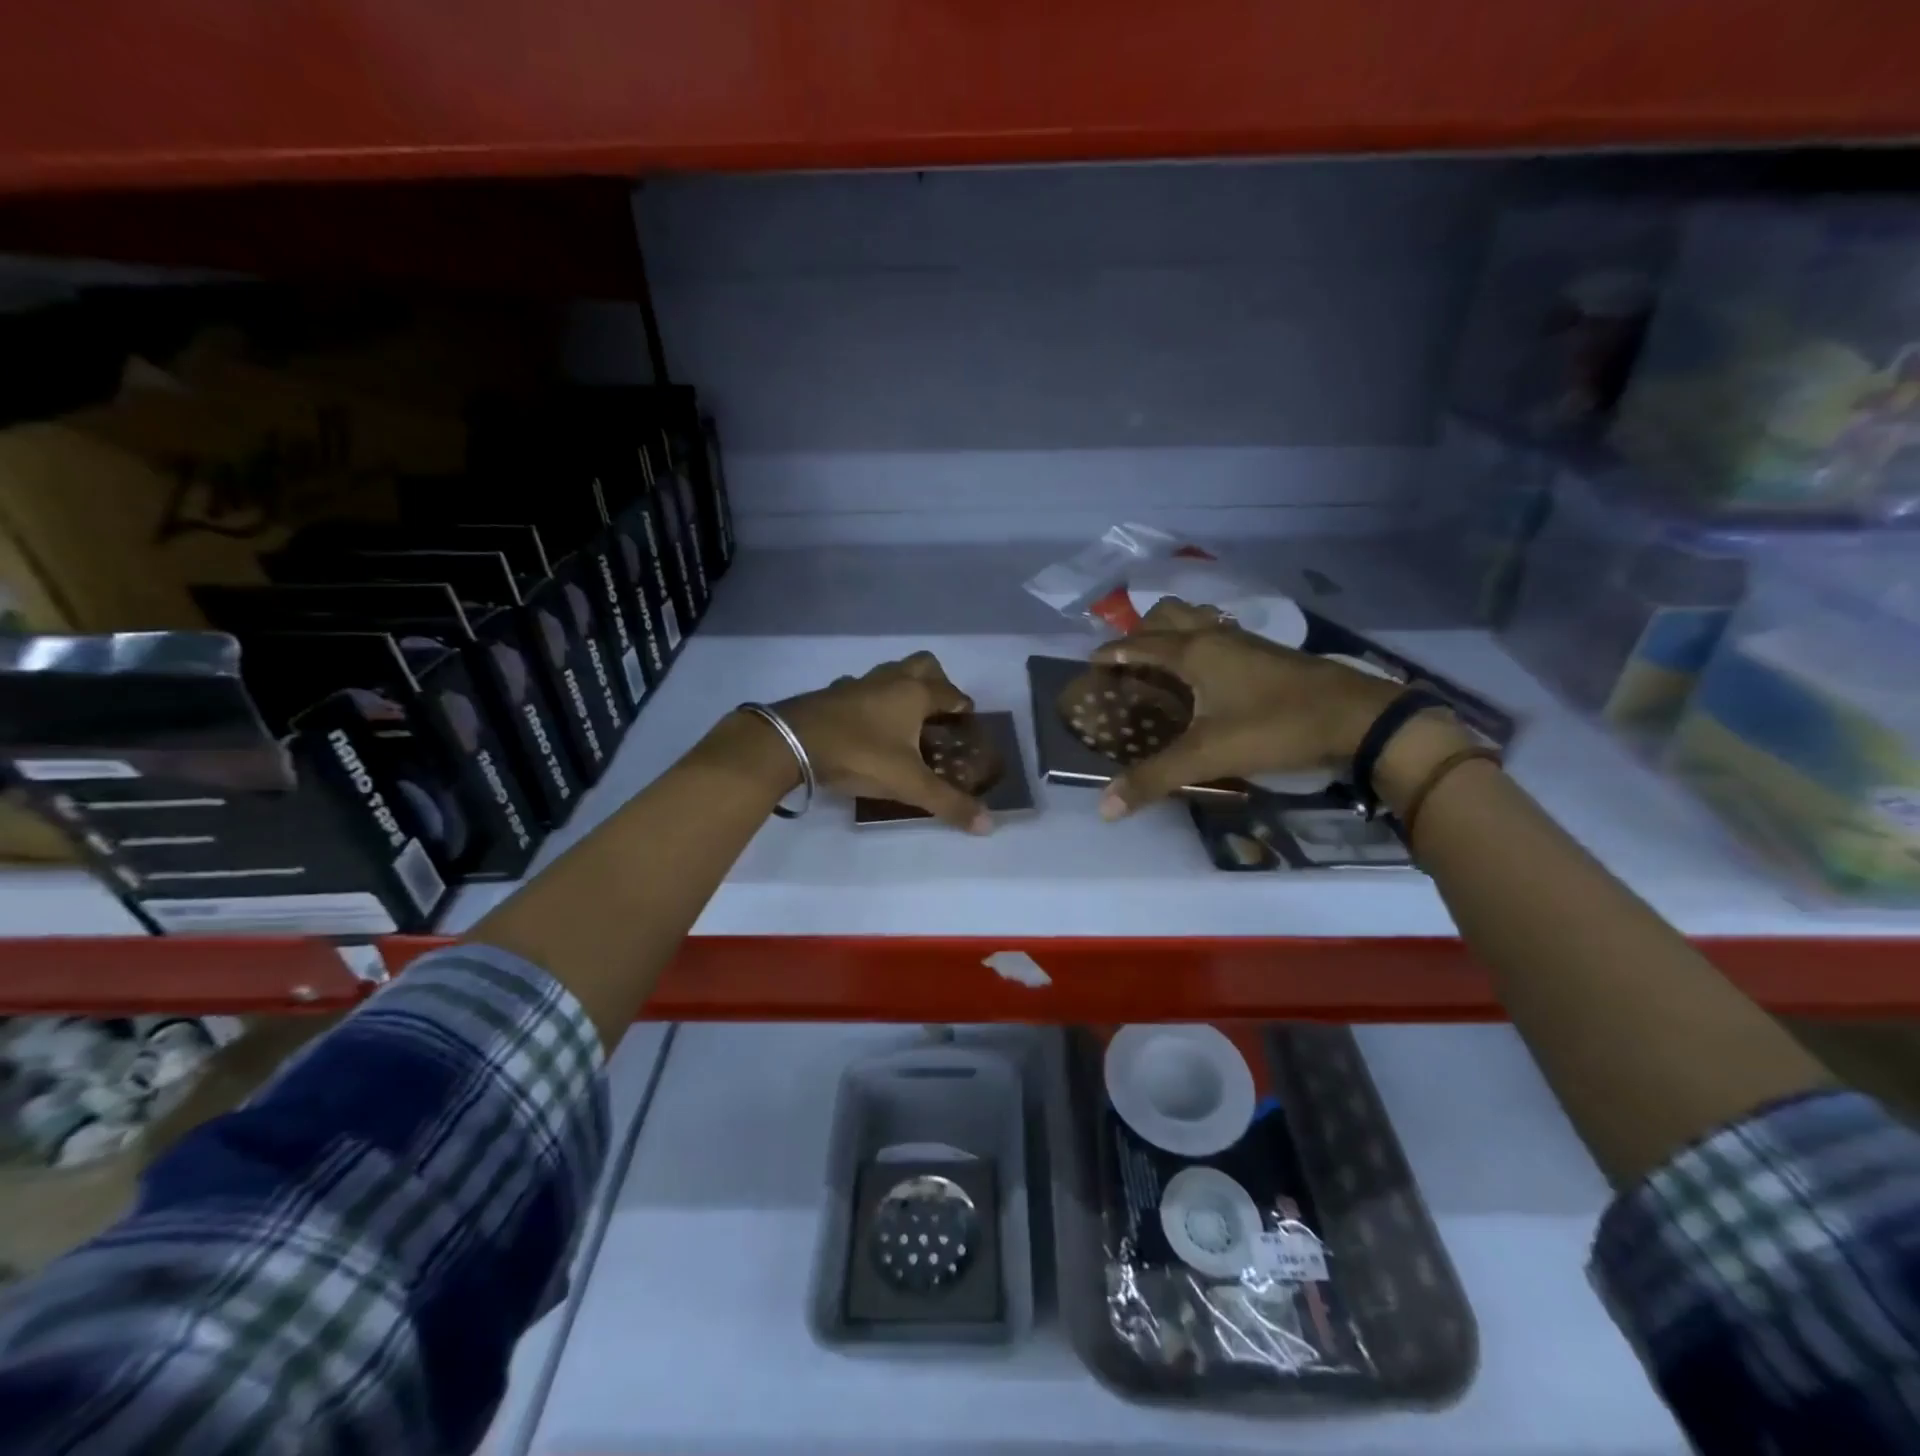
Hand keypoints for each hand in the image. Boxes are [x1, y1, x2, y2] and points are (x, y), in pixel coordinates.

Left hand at [771, 651, 992, 833]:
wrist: (790, 741)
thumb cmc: (859, 754)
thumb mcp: (908, 783)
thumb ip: (948, 803)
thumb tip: (988, 825)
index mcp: (915, 693)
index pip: (951, 692)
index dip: (963, 706)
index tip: (968, 721)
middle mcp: (890, 680)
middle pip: (923, 665)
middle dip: (937, 681)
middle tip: (939, 711)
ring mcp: (859, 683)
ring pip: (890, 672)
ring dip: (903, 687)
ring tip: (906, 718)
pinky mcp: (833, 693)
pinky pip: (861, 688)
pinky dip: (872, 699)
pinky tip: (867, 723)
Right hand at [1088, 598, 1405, 817]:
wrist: (1357, 717)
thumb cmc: (1276, 727)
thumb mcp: (1209, 755)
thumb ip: (1155, 778)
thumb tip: (1105, 807)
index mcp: (1194, 652)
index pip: (1139, 644)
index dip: (1111, 652)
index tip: (1090, 664)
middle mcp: (1216, 636)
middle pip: (1168, 614)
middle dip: (1141, 631)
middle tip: (1128, 663)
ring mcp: (1245, 641)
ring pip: (1198, 619)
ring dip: (1174, 631)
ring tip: (1162, 664)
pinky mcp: (1268, 654)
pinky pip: (1222, 634)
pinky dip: (1202, 643)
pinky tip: (1208, 676)